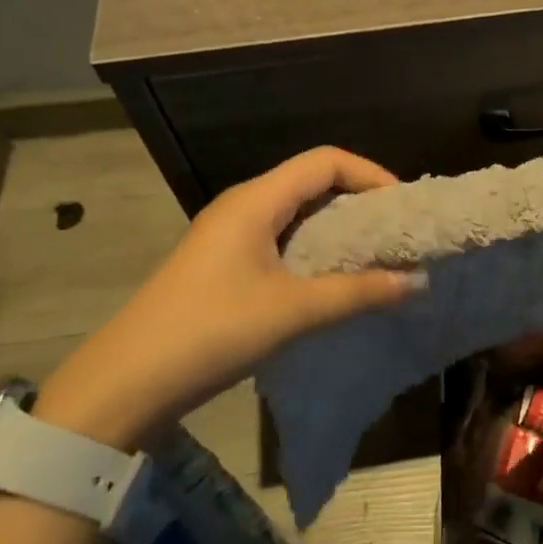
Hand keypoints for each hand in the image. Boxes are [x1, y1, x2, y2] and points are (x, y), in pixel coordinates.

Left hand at [34, 147, 419, 448]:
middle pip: (312, 181)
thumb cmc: (211, 332)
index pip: (325, 161)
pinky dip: (316, 248)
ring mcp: (230, 234)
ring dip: (339, 227)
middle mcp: (243, 205)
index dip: (370, 174)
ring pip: (297, 212)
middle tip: (396, 233)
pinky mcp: (225, 262)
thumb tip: (416, 281)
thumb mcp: (292, 311)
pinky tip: (334, 278)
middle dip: (359, 200)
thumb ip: (357, 293)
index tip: (402, 208)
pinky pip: (282, 238)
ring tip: (375, 255)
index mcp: (256, 200)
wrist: (126, 382)